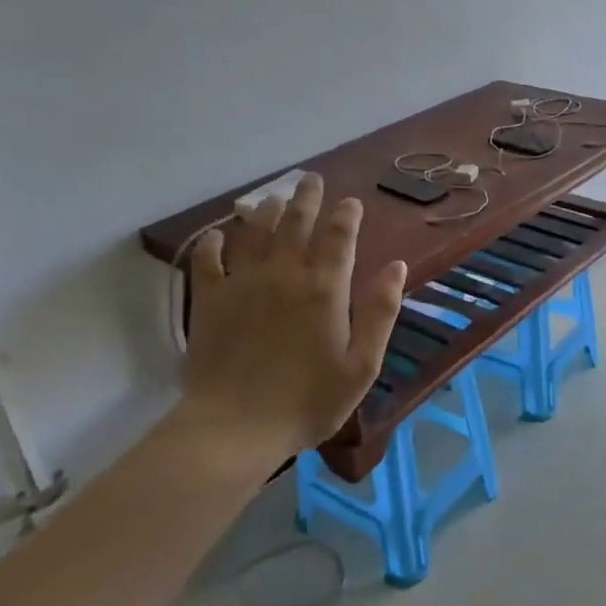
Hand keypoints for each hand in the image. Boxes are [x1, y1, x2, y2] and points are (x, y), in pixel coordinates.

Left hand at [181, 173, 405, 460]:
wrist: (236, 426)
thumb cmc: (308, 401)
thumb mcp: (362, 365)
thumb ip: (381, 312)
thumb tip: (396, 267)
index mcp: (325, 289)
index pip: (339, 237)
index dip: (346, 214)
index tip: (351, 201)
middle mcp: (284, 274)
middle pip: (296, 222)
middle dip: (306, 197)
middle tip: (311, 179)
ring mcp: (243, 283)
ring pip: (255, 231)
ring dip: (266, 210)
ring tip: (273, 197)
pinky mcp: (210, 299)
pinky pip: (208, 259)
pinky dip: (214, 242)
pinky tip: (219, 235)